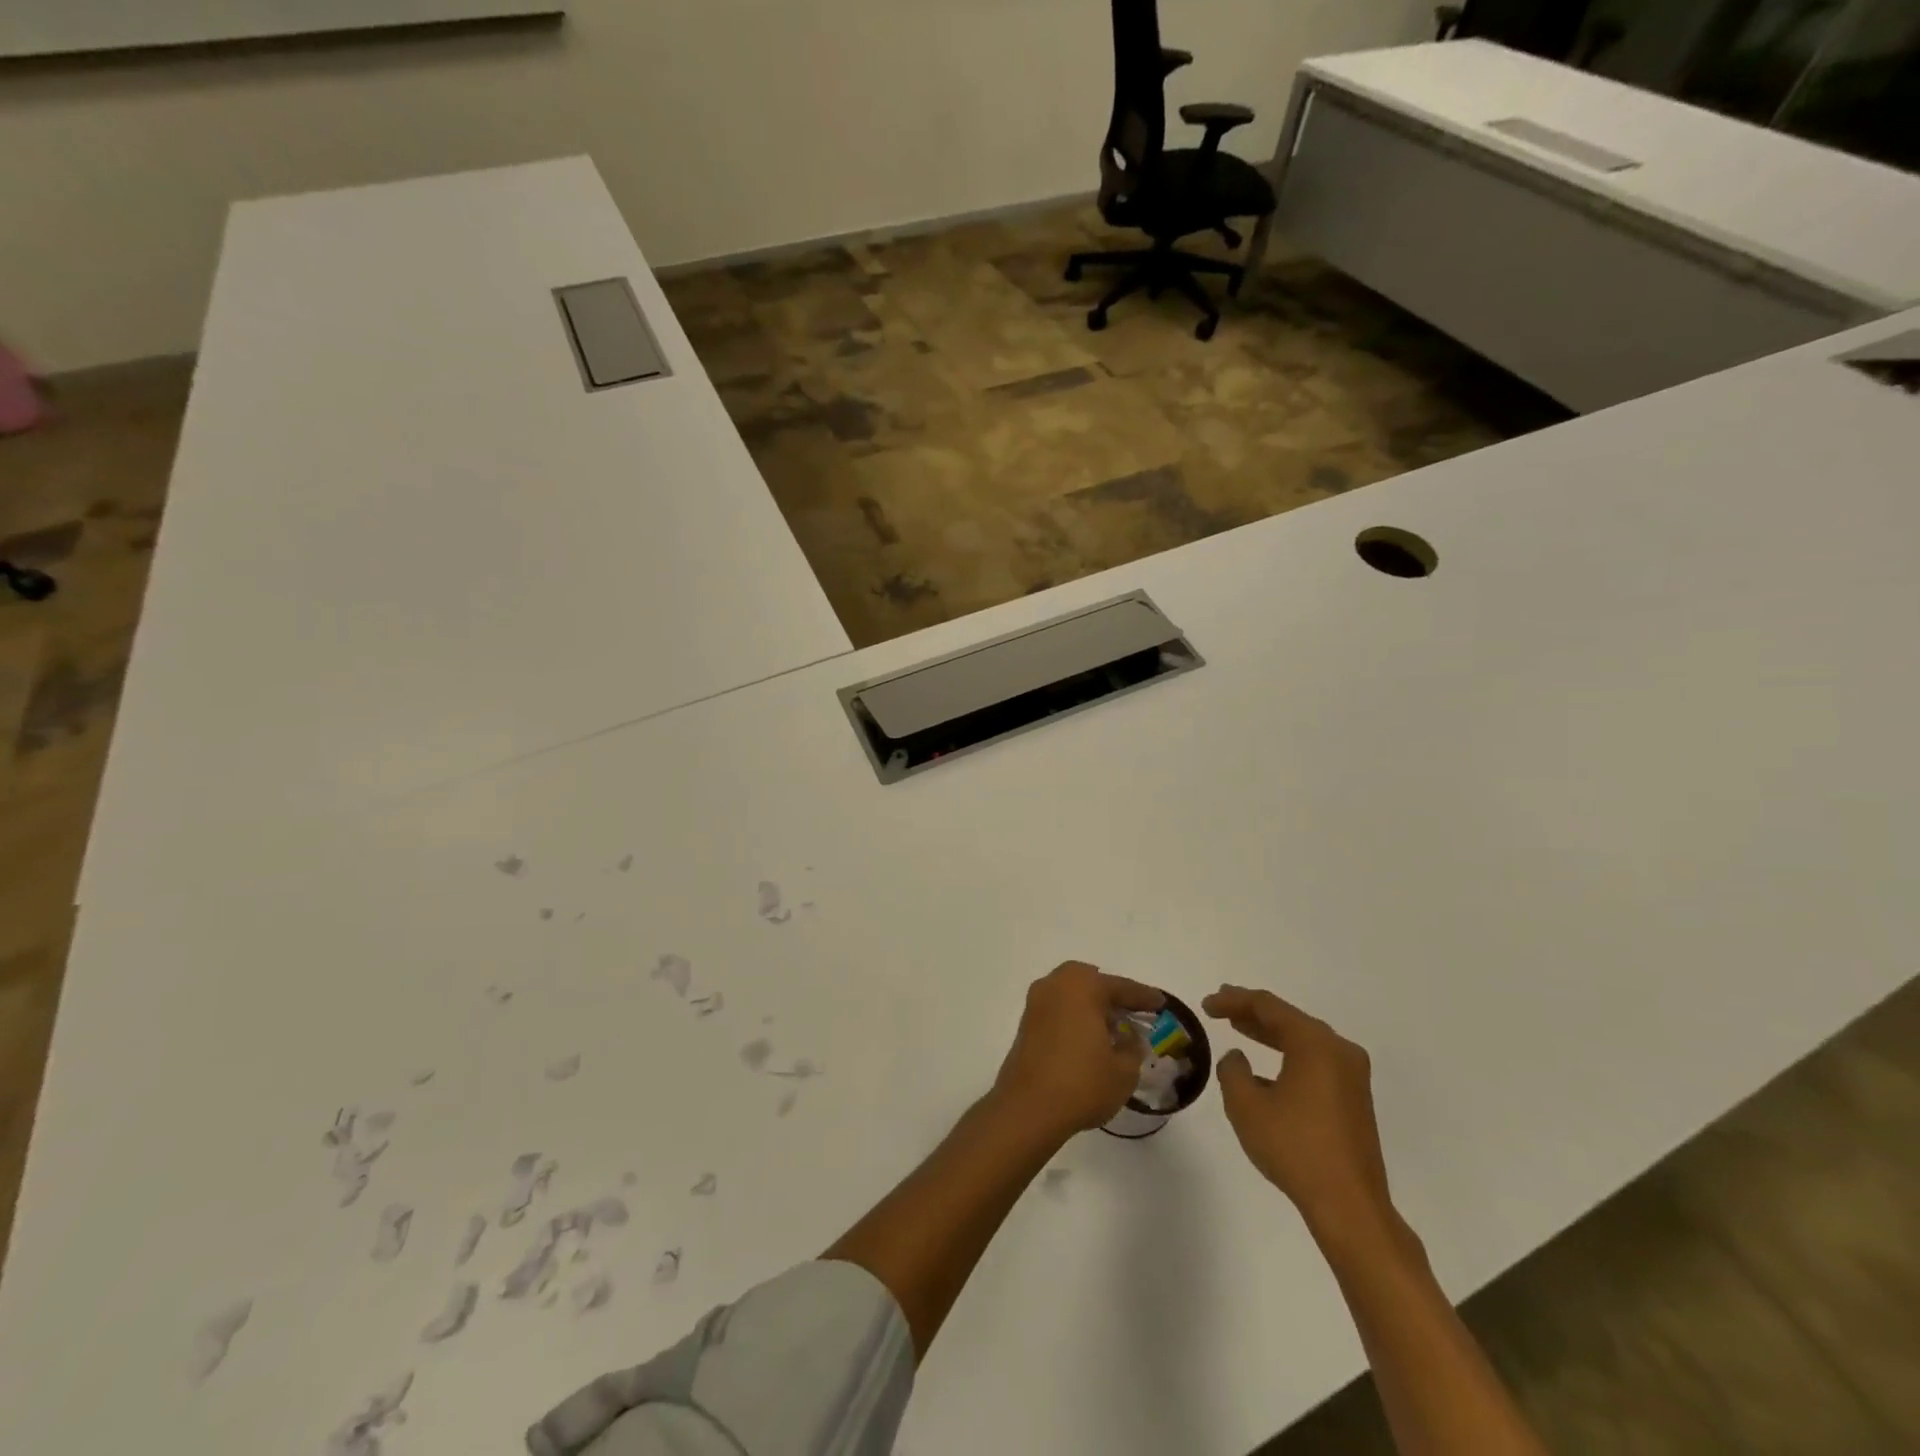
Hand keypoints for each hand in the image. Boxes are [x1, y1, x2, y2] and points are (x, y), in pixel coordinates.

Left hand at [993, 961, 1163, 1139]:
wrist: (1027, 1108)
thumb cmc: (1081, 1083)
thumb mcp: (1123, 1071)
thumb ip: (1132, 1048)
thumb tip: (1129, 1038)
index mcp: (1082, 986)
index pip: (1121, 987)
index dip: (1144, 997)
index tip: (1161, 1003)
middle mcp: (1056, 985)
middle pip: (1090, 982)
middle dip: (1111, 994)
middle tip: (1131, 1012)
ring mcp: (1036, 1003)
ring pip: (1071, 994)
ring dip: (1091, 1005)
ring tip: (1112, 1028)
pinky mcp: (1026, 1023)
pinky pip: (1058, 1009)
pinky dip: (1074, 1017)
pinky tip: (1088, 1039)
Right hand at [1204, 986, 1394, 1239]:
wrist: (1349, 1206)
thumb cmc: (1294, 1148)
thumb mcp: (1246, 1105)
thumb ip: (1232, 1070)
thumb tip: (1237, 1058)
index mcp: (1315, 1044)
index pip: (1268, 1006)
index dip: (1234, 1000)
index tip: (1207, 1005)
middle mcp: (1339, 1050)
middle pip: (1289, 1019)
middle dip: (1252, 1012)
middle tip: (1222, 1007)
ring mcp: (1352, 1075)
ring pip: (1303, 1040)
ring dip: (1270, 1033)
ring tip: (1239, 1027)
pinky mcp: (1354, 1098)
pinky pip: (1315, 1061)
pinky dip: (1288, 1055)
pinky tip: (1267, 1069)